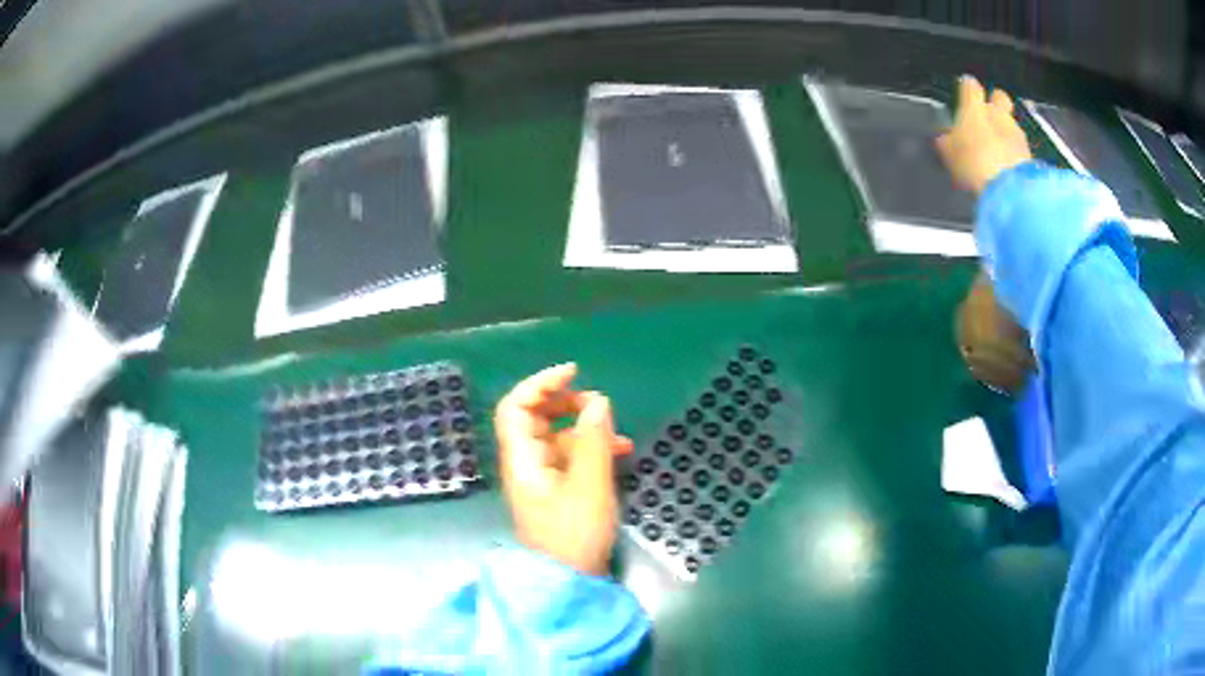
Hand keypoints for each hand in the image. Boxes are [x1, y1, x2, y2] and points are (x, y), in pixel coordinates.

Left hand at [494, 364, 633, 575]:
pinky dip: (592, 448)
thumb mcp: (590, 486)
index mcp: (522, 458)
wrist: (569, 581)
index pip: (515, 406)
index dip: (540, 383)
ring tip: (617, 432)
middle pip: (535, 417)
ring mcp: (541, 478)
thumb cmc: (574, 535)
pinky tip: (620, 452)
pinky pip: (571, 457)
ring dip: (585, 427)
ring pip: (557, 437)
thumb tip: (598, 401)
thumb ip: (594, 441)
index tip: (574, 373)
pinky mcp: (557, 491)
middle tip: (599, 404)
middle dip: (566, 403)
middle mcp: (526, 463)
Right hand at [937, 76, 1032, 194]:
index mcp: (974, 107)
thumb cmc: (973, 163)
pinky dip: (1014, 152)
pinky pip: (1020, 147)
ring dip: (1005, 132)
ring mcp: (1016, 133)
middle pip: (999, 96)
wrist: (1008, 189)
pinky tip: (1008, 166)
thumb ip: (947, 141)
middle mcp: (997, 113)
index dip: (967, 88)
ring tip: (998, 150)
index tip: (964, 92)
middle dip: (995, 102)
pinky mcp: (1030, 154)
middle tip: (988, 117)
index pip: (970, 85)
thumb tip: (944, 137)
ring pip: (1011, 123)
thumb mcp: (949, 153)